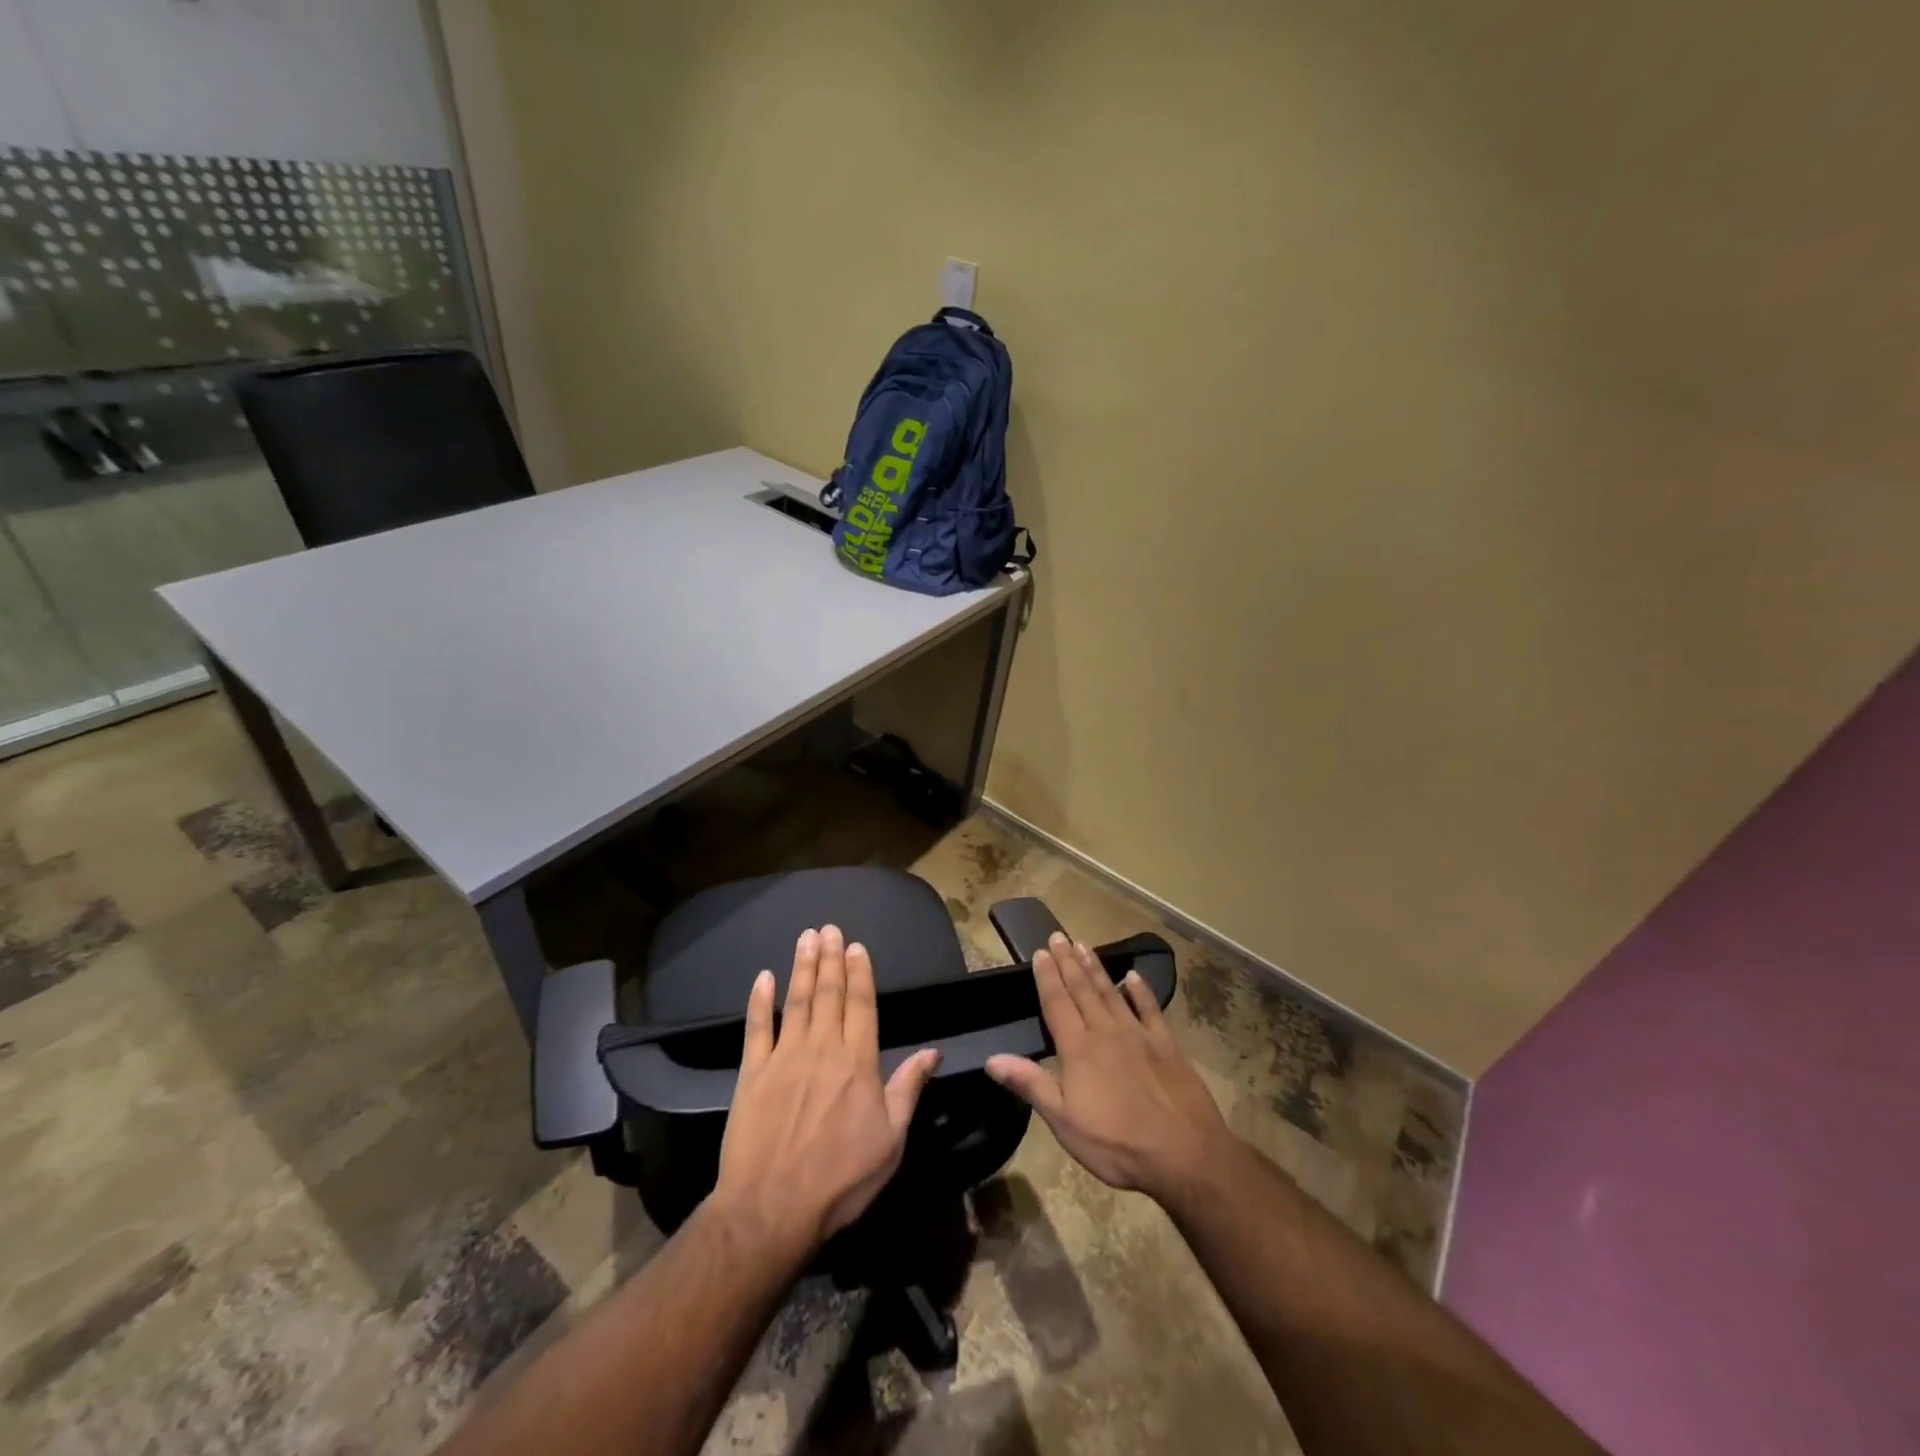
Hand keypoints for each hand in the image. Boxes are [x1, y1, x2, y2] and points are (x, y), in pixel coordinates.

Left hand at [710, 925, 941, 1253]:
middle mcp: (822, 1048)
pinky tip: (763, 977)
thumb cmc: (840, 1179)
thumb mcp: (891, 1140)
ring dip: (802, 966)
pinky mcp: (751, 1072)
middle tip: (830, 928)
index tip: (858, 946)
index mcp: (858, 1062)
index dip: (860, 973)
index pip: (861, 1004)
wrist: (771, 1208)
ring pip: (796, 1000)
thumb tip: (933, 1051)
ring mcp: (784, 1057)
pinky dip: (759, 1000)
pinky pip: (756, 1027)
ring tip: (807, 937)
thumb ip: (908, 1089)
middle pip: (828, 994)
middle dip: (831, 958)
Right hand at [986, 933, 1233, 1204]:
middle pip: (1083, 990)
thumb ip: (1030, 1084)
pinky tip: (1132, 976)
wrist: (1185, 1153)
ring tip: (1083, 946)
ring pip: (1111, 992)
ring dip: (1096, 968)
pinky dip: (1140, 991)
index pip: (1057, 1003)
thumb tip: (992, 1058)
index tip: (1040, 952)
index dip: (1047, 977)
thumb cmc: (1117, 1143)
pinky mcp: (1167, 1045)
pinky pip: (1150, 1009)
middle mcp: (1106, 1031)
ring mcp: (1139, 1035)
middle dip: (1068, 963)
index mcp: (1078, 1049)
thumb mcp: (1064, 1122)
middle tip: (1059, 936)